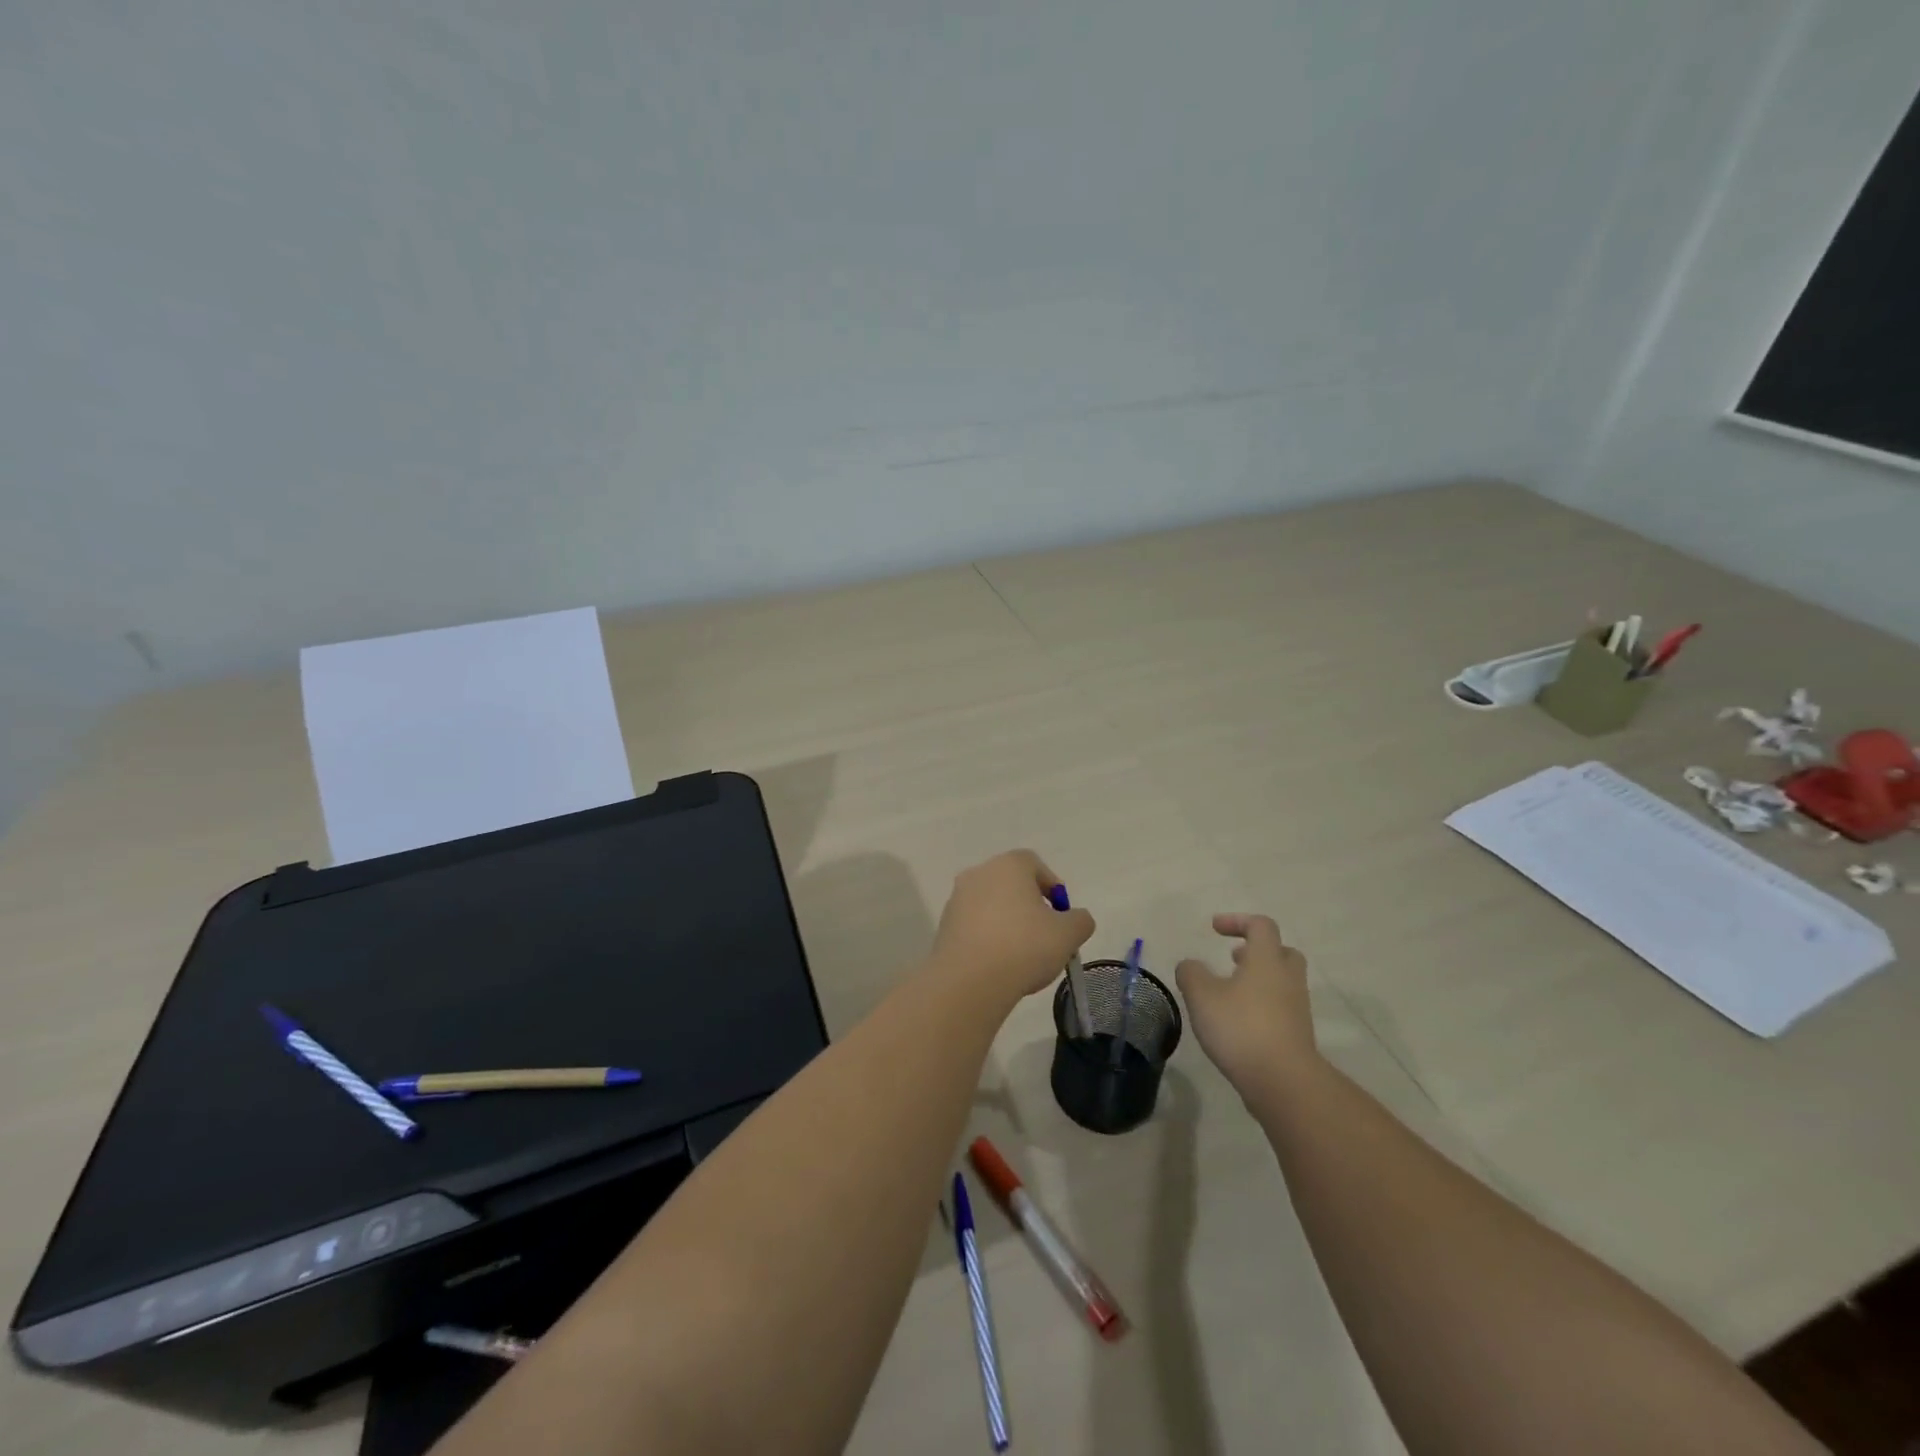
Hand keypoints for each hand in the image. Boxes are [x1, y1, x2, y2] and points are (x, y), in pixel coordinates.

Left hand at [929, 850, 1095, 1004]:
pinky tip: (998, 964)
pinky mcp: (944, 926)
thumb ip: (1080, 920)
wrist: (969, 981)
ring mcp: (957, 899)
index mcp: (1008, 865)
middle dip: (1029, 906)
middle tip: (1045, 935)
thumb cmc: (1024, 947)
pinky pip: (974, 926)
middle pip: (1011, 884)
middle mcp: (979, 873)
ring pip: (991, 905)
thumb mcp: (1068, 934)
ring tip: (1021, 956)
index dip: (1052, 887)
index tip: (1061, 915)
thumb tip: (1076, 918)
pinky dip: (988, 938)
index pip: (1034, 864)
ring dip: (1007, 923)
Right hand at [1176, 914, 1319, 1102]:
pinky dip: (1262, 1005)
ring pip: (1282, 981)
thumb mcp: (1201, 996)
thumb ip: (1191, 973)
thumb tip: (1190, 965)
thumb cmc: (1240, 1028)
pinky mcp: (1297, 1035)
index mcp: (1267, 960)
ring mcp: (1297, 1008)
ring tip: (1230, 992)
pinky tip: (1238, 1021)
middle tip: (1234, 958)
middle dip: (1257, 950)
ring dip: (1258, 979)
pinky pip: (1281, 1008)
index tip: (1214, 928)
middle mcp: (1287, 979)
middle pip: (1282, 952)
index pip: (1261, 925)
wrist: (1284, 1082)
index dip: (1237, 921)